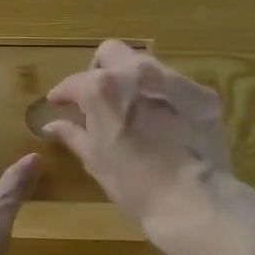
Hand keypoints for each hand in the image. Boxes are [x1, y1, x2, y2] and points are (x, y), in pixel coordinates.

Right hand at [42, 41, 233, 246]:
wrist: (194, 202)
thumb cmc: (134, 184)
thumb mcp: (96, 160)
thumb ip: (73, 134)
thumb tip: (52, 125)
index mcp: (102, 88)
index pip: (74, 82)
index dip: (63, 94)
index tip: (59, 104)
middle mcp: (136, 72)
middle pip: (111, 52)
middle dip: (100, 69)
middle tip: (99, 97)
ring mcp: (173, 80)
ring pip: (146, 64)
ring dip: (134, 80)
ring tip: (135, 108)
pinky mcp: (202, 94)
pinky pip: (177, 86)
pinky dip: (166, 98)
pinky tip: (168, 122)